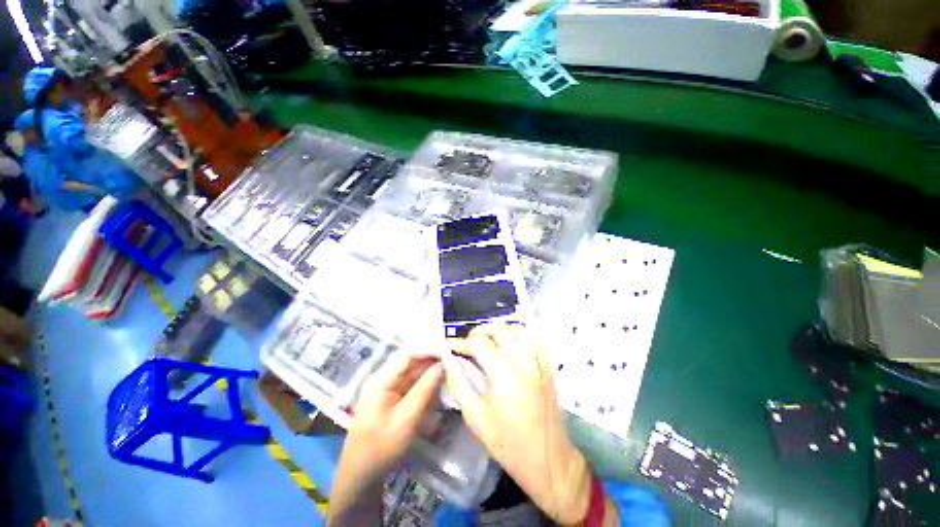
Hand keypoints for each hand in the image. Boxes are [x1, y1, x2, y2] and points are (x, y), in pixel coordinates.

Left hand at [329, 353, 442, 524]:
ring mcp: (386, 387)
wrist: (360, 476)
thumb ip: (426, 389)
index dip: (430, 349)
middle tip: (454, 361)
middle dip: (432, 360)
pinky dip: (425, 383)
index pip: (409, 354)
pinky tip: (438, 386)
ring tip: (450, 372)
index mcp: (381, 379)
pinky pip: (411, 383)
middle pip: (411, 361)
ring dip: (430, 371)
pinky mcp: (391, 397)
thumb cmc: (382, 448)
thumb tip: (444, 364)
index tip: (450, 351)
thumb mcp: (407, 419)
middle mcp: (383, 377)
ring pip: (413, 371)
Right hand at [443, 324, 592, 524]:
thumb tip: (448, 358)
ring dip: (498, 331)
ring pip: (516, 329)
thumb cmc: (507, 443)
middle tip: (467, 344)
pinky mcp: (548, 365)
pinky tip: (508, 345)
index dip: (461, 342)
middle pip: (498, 329)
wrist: (548, 460)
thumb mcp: (475, 417)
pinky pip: (532, 338)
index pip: (479, 343)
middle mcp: (524, 360)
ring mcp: (539, 361)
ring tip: (486, 342)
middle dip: (479, 332)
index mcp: (505, 373)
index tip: (451, 346)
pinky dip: (517, 335)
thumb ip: (459, 382)